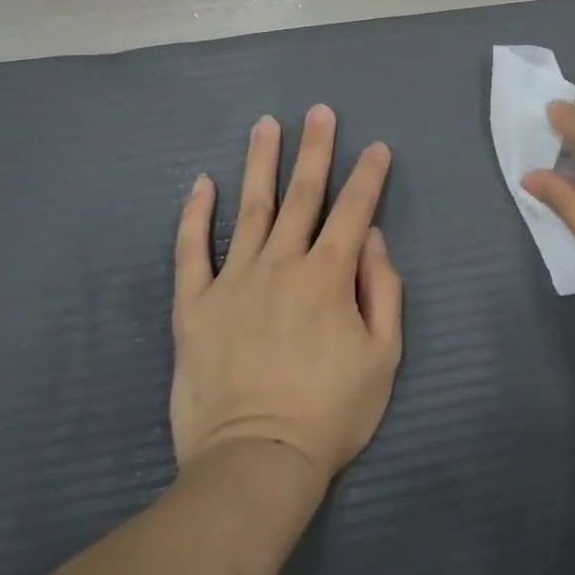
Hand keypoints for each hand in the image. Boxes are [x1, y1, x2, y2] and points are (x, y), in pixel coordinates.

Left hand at [170, 104, 403, 487]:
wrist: (256, 463)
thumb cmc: (330, 413)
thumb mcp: (383, 356)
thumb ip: (383, 290)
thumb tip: (372, 239)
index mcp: (329, 276)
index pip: (353, 211)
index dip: (368, 176)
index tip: (377, 147)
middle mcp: (282, 264)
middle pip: (302, 194)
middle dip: (315, 149)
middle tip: (319, 111)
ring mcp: (233, 281)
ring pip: (251, 209)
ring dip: (260, 163)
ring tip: (266, 125)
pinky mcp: (194, 307)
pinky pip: (191, 252)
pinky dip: (195, 216)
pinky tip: (201, 183)